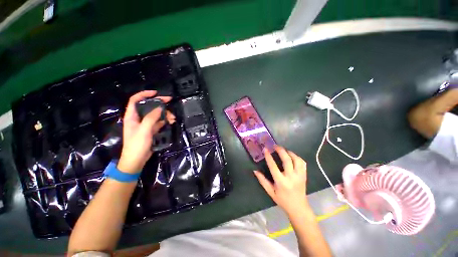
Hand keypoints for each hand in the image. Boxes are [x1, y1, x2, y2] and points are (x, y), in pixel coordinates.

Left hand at [117, 91, 175, 173]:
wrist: (136, 160)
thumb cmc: (137, 145)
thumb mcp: (144, 130)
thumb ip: (151, 118)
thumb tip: (160, 107)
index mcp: (132, 116)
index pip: (135, 100)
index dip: (144, 94)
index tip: (156, 93)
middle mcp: (138, 118)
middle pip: (148, 106)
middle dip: (159, 104)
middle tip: (169, 102)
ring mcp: (145, 124)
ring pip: (155, 114)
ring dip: (164, 114)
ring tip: (173, 118)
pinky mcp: (150, 130)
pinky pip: (158, 122)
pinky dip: (165, 121)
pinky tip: (171, 122)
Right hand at [254, 146, 308, 215]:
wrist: (298, 207)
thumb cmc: (282, 200)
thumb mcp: (270, 192)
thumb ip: (262, 180)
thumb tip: (255, 171)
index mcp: (281, 182)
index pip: (273, 166)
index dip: (268, 156)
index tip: (266, 149)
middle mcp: (291, 177)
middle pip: (287, 160)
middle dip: (281, 150)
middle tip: (275, 146)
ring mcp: (299, 176)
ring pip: (296, 159)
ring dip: (289, 153)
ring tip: (284, 150)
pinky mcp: (304, 175)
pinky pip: (303, 163)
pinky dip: (297, 157)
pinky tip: (292, 156)